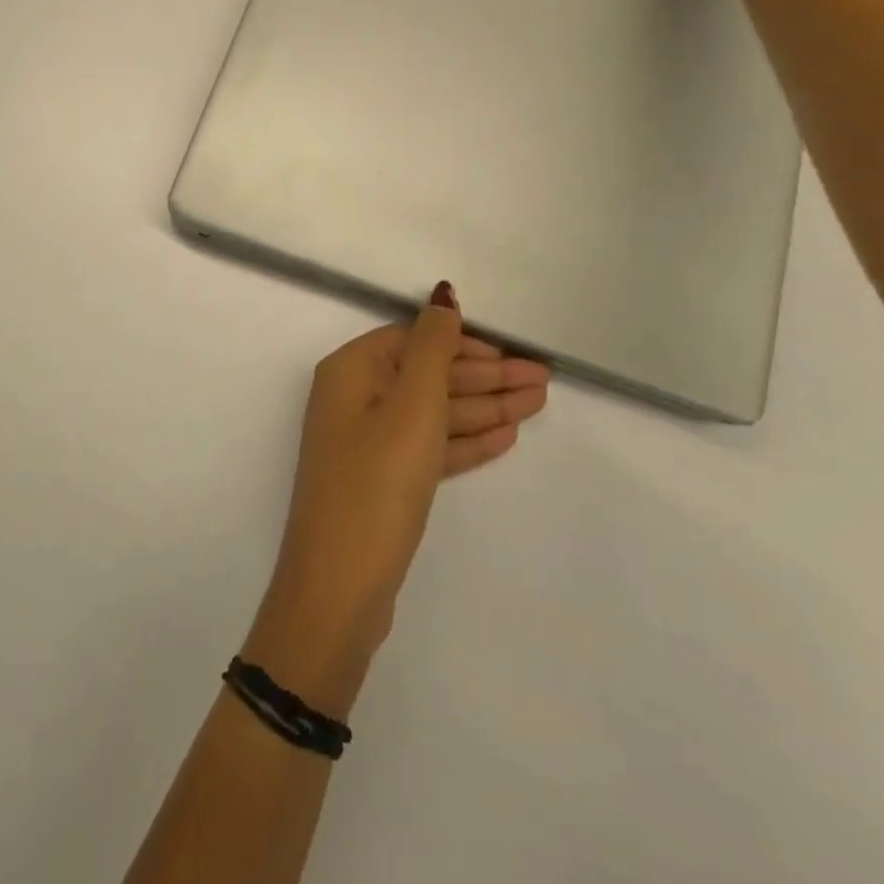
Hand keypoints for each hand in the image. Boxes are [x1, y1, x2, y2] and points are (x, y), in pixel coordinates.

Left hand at [243, 284, 550, 714]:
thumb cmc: (377, 483)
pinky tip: (506, 437)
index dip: (463, 343)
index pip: (413, 341)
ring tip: (539, 404)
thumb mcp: (411, 407)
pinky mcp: (383, 482)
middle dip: (484, 377)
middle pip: (427, 376)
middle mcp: (354, 400)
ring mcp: (367, 444)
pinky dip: (465, 441)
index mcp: (351, 372)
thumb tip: (442, 295)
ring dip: (484, 407)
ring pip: (433, 414)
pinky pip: (430, 448)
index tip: (513, 354)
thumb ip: (432, 347)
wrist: (340, 588)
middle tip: (544, 380)